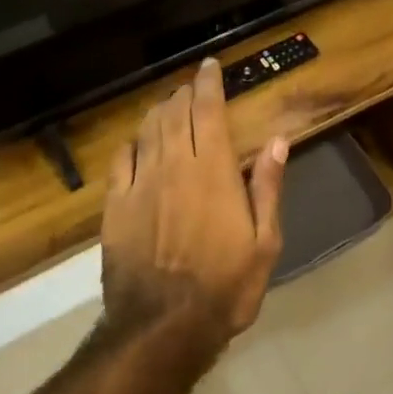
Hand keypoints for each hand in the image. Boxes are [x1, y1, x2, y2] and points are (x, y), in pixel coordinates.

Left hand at [100, 57, 288, 347]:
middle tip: (192, 86)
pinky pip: (121, 160)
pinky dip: (131, 143)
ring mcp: (139, 184)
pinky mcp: (115, 207)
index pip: (207, 110)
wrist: (162, 327)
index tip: (210, 66)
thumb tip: (277, 141)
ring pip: (147, 131)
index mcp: (211, 170)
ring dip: (159, 112)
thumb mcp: (264, 242)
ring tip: (169, 106)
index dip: (208, 83)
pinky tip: (137, 142)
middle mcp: (172, 166)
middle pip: (174, 114)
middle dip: (184, 94)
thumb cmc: (225, 286)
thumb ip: (267, 187)